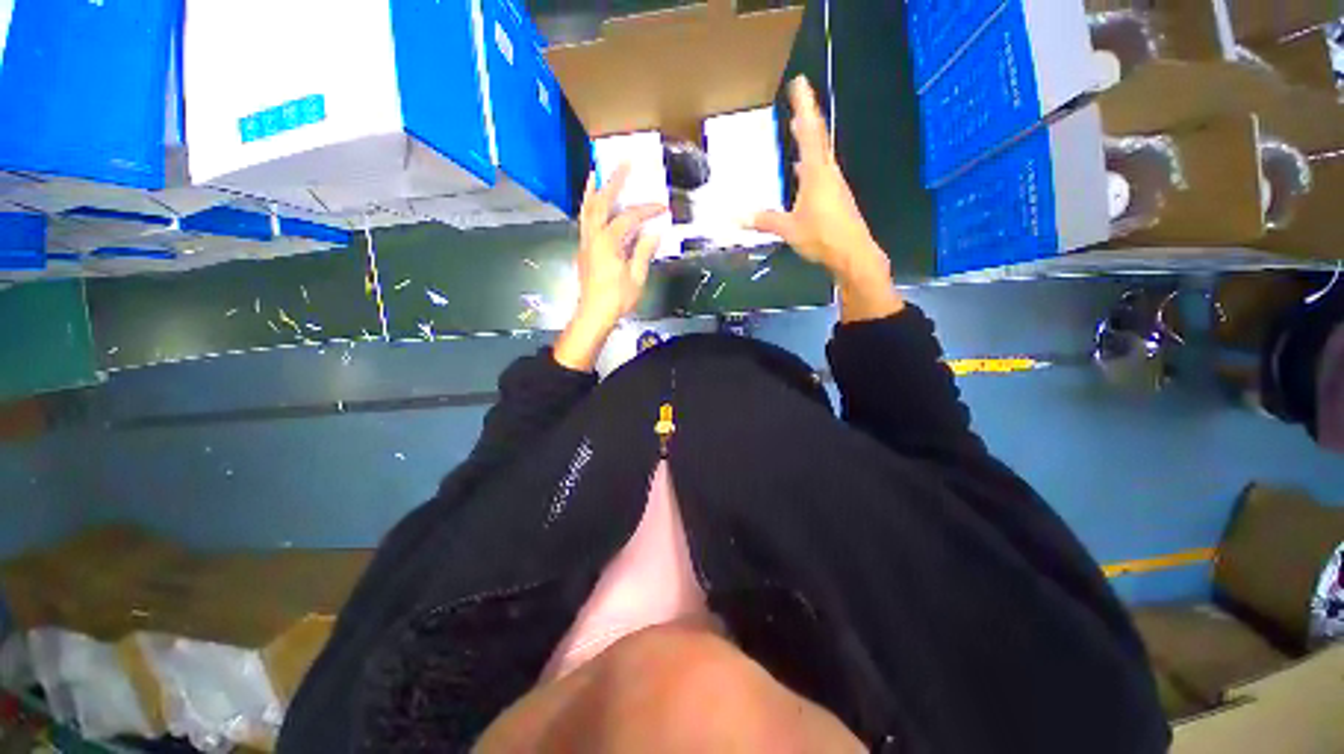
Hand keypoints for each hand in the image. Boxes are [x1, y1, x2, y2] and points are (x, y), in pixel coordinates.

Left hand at [554, 164, 666, 371]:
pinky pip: (585, 219)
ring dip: (593, 190)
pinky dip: (588, 205)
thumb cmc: (616, 299)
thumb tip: (653, 231)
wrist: (592, 315)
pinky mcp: (584, 248)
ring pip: (587, 209)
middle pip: (601, 203)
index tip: (662, 208)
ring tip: (597, 172)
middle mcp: (593, 237)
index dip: (646, 210)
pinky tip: (593, 199)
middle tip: (623, 163)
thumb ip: (643, 251)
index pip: (629, 218)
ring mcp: (586, 241)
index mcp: (607, 243)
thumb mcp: (636, 277)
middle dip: (613, 182)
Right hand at [751, 77, 902, 322]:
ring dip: (809, 135)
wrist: (855, 257)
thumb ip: (764, 220)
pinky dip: (810, 159)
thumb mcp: (789, 229)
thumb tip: (735, 216)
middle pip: (817, 135)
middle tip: (799, 94)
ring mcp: (835, 183)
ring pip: (820, 151)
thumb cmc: (824, 237)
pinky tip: (802, 167)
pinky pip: (821, 168)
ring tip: (797, 125)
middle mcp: (828, 171)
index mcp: (816, 171)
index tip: (800, 83)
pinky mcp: (837, 196)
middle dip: (807, 113)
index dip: (804, 105)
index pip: (808, 130)